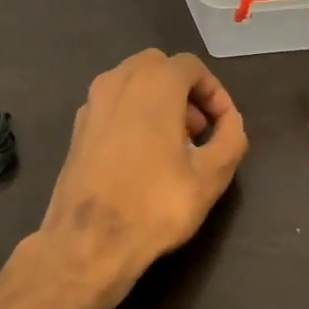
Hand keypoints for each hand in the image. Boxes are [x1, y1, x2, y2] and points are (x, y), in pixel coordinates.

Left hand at [33, 49, 249, 308]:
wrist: (89, 241)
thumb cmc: (156, 204)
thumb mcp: (212, 176)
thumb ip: (231, 138)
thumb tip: (230, 122)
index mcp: (154, 83)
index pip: (191, 67)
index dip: (214, 92)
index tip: (223, 125)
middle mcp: (118, 81)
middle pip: (159, 68)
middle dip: (184, 92)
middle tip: (198, 131)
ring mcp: (92, 103)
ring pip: (132, 83)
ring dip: (157, 101)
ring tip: (173, 145)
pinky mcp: (77, 128)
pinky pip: (112, 105)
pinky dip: (132, 115)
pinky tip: (142, 156)